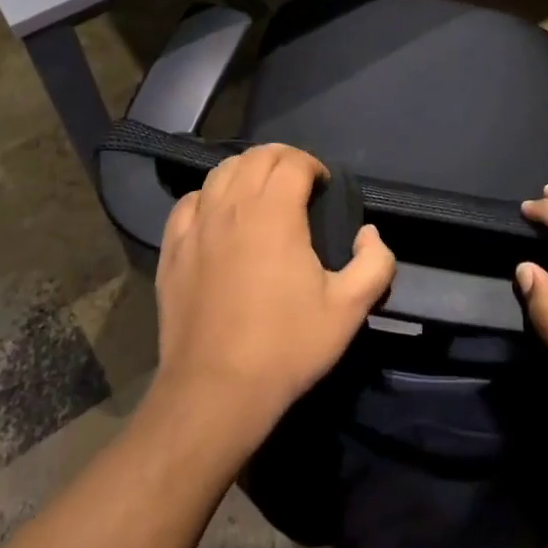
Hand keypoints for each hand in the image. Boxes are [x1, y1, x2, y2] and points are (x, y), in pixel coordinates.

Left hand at [152, 144, 394, 448]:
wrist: (215, 390)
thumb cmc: (286, 346)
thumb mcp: (349, 310)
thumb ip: (375, 264)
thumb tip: (370, 234)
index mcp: (274, 212)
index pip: (293, 162)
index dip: (313, 165)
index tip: (324, 187)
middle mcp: (232, 206)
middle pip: (256, 156)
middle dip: (283, 159)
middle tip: (299, 183)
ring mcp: (196, 225)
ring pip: (220, 172)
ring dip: (246, 171)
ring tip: (261, 193)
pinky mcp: (173, 248)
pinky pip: (189, 202)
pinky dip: (209, 197)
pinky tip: (219, 216)